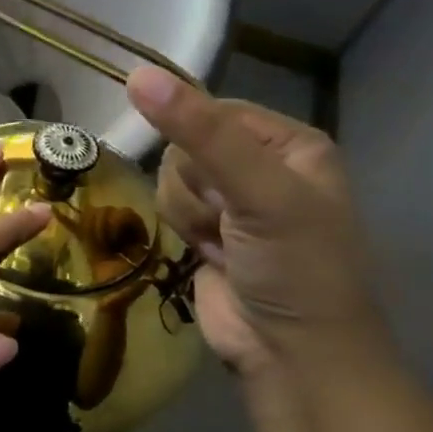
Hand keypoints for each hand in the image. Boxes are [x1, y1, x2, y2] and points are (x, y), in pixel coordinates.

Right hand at [127, 66, 384, 379]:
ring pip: (170, 177)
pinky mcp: (207, 230)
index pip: (212, 110)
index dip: (199, 143)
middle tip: (229, 220)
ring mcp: (232, 201)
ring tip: (222, 244)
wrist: (291, 356)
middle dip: (195, 187)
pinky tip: (209, 255)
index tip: (220, 182)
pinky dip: (182, 231)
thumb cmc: (295, 268)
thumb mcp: (258, 192)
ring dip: (188, 214)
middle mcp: (261, 165)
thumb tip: (137, 75)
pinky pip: (168, 206)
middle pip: (184, 145)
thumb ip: (199, 132)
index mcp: (290, 144)